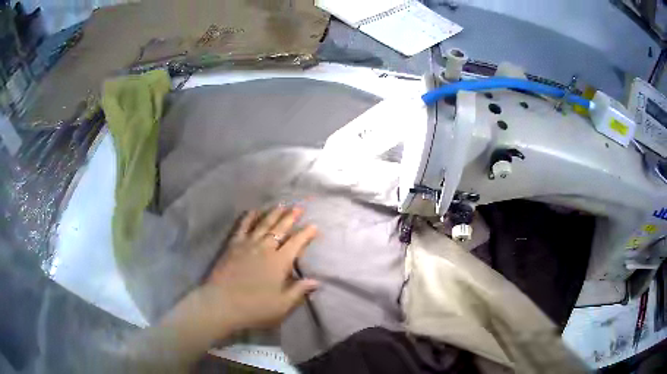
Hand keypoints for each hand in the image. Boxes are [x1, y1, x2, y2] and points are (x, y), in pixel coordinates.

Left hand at [200, 206, 318, 332]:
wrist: (222, 304)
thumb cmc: (254, 307)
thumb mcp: (282, 305)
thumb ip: (299, 291)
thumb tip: (316, 281)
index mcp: (279, 262)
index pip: (296, 243)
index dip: (306, 233)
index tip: (314, 226)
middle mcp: (265, 248)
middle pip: (280, 228)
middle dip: (291, 217)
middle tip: (299, 207)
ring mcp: (247, 245)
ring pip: (263, 224)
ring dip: (273, 213)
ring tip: (281, 205)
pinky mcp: (232, 245)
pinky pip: (242, 227)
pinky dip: (248, 217)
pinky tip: (253, 211)